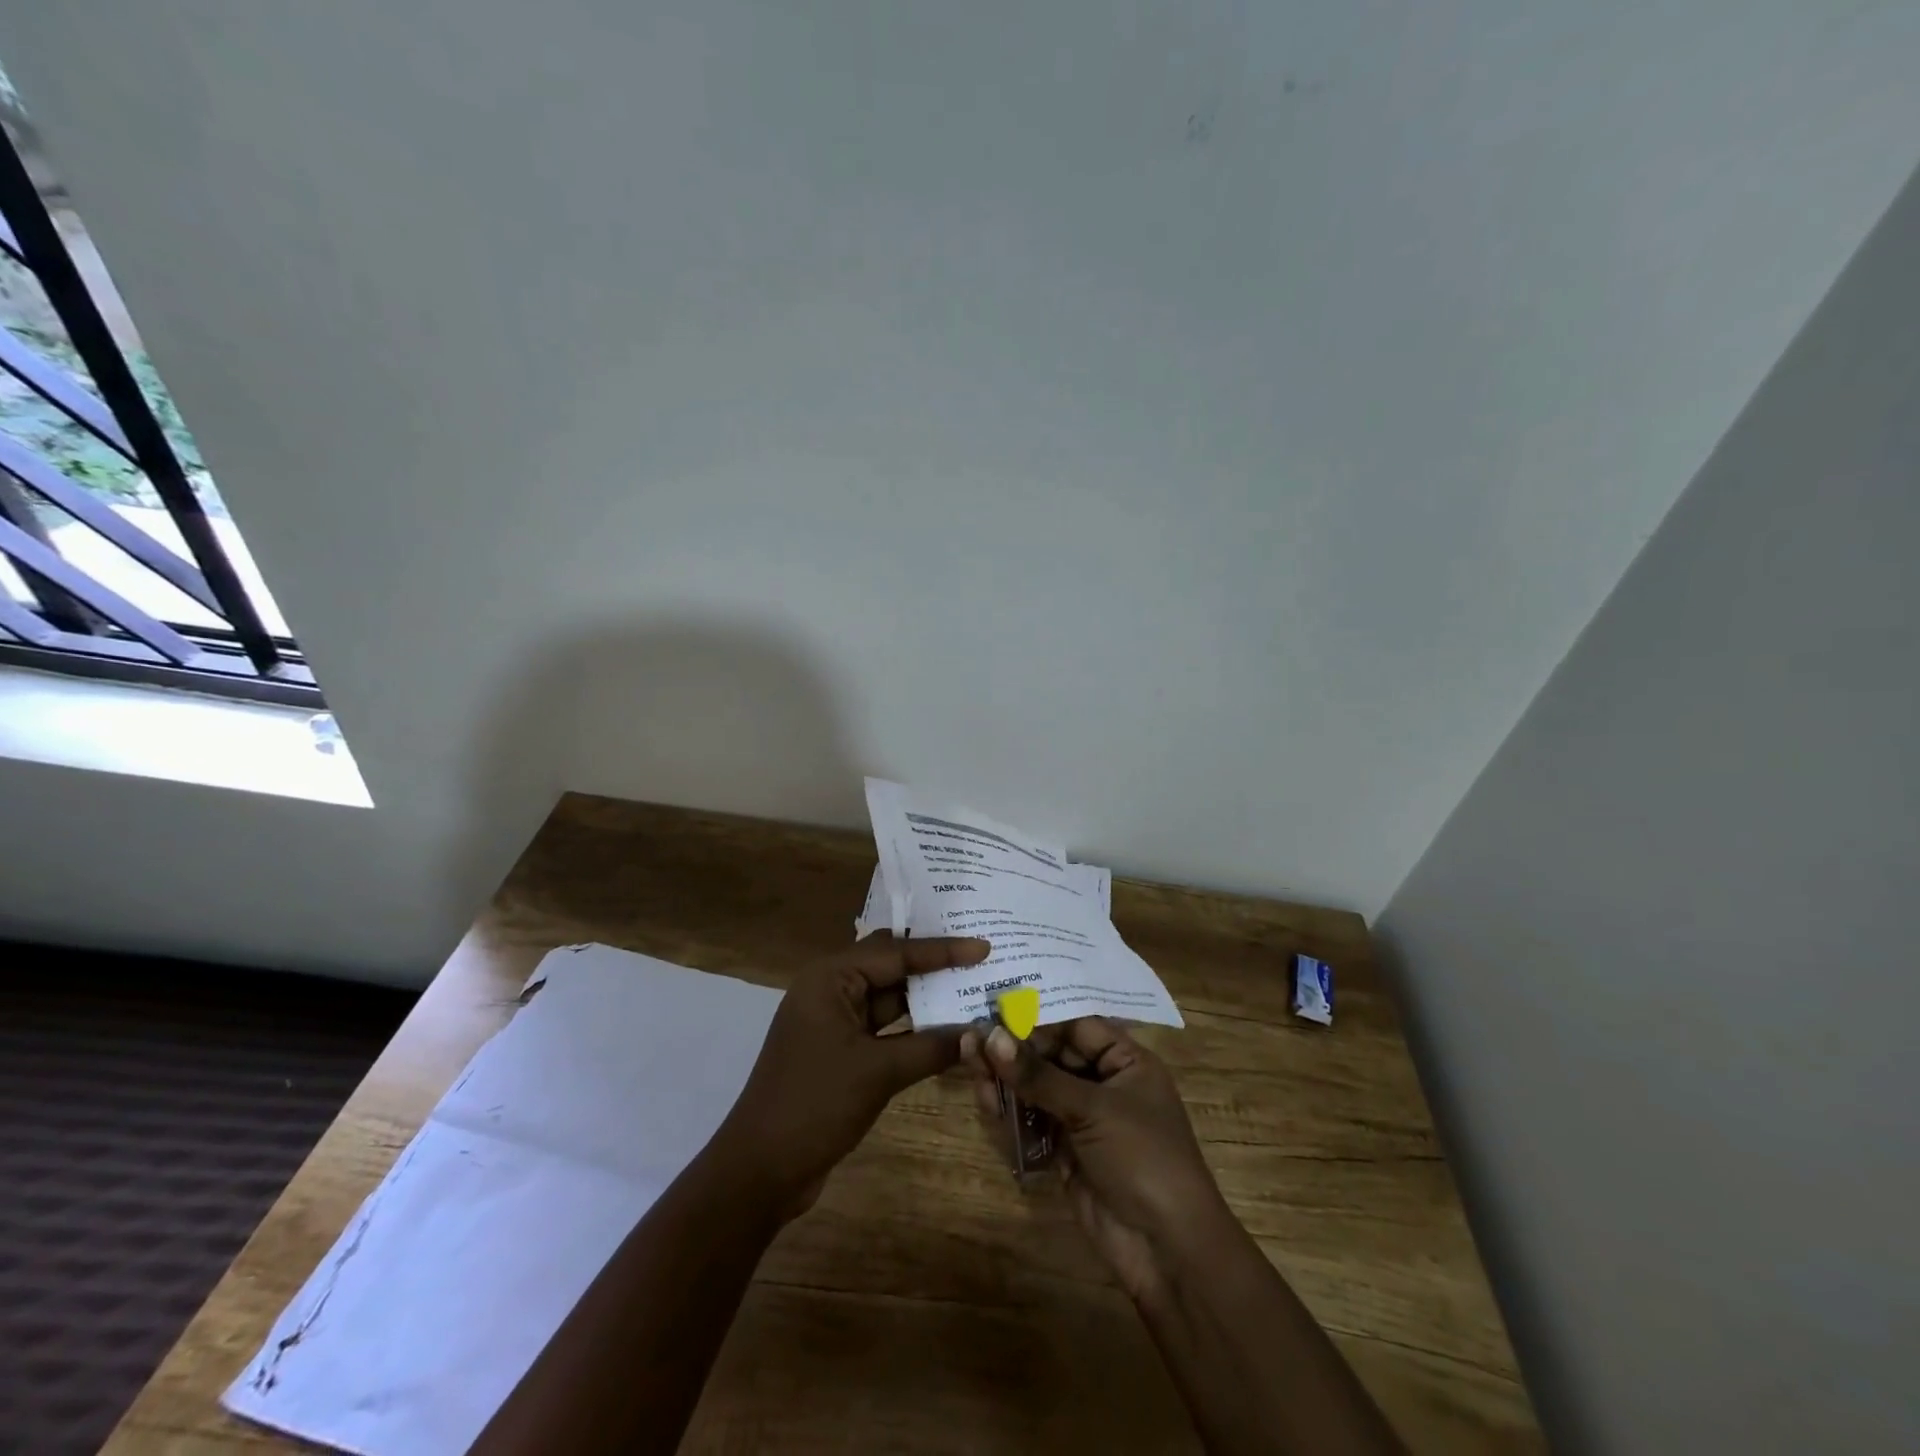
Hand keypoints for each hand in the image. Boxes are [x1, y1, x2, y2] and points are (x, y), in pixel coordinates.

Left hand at [713, 933, 989, 1219]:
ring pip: (890, 999)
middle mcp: (831, 989)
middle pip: (891, 966)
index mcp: (830, 977)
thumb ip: (932, 1048)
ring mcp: (835, 1022)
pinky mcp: (841, 1051)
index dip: (942, 950)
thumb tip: (980, 1033)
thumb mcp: (878, 1072)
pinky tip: (949, 1031)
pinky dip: (915, 1030)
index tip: (983, 946)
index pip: (895, 952)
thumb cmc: (815, 1104)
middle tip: (980, 958)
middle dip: (934, 965)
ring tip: (973, 990)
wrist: (760, 1171)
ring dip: (927, 1000)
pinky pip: (885, 1029)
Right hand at [961, 1017, 1232, 1301]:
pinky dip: (1009, 1110)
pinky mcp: (1064, 1151)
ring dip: (1005, 1076)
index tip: (996, 1010)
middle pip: (1051, 1055)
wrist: (1167, 1249)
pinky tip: (985, 1098)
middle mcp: (1104, 1083)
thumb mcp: (1093, 1109)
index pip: (1076, 1026)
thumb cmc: (1143, 1157)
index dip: (1038, 1018)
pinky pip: (1032, 1120)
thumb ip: (1038, 1074)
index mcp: (1126, 1061)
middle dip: (1014, 1048)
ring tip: (968, 1059)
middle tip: (973, 1037)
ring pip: (1037, 1087)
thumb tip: (990, 1036)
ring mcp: (1083, 1119)